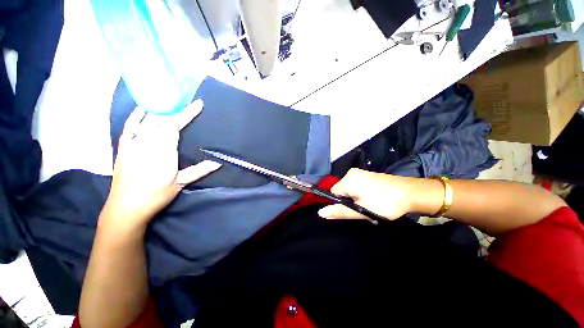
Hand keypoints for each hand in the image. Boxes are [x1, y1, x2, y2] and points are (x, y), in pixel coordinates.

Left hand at [101, 100, 220, 230]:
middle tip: (185, 99)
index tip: (197, 104)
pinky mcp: (124, 147)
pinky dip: (136, 116)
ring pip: (147, 120)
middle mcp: (148, 142)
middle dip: (175, 108)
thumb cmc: (157, 195)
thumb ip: (200, 170)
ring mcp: (134, 143)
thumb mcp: (181, 182)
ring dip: (160, 109)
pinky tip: (143, 108)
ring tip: (169, 99)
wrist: (126, 206)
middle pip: (162, 119)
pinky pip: (129, 126)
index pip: (176, 125)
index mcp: (164, 151)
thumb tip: (218, 163)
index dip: (187, 113)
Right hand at [318, 169, 418, 220]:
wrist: (413, 193)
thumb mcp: (362, 210)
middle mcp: (352, 173)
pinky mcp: (368, 176)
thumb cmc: (386, 202)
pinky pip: (357, 187)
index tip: (352, 211)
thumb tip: (320, 213)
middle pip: (341, 191)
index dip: (339, 204)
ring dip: (356, 201)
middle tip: (363, 211)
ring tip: (370, 208)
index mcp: (348, 179)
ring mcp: (361, 174)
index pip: (333, 193)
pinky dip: (362, 196)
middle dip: (349, 203)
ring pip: (350, 191)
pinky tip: (373, 202)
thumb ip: (340, 211)